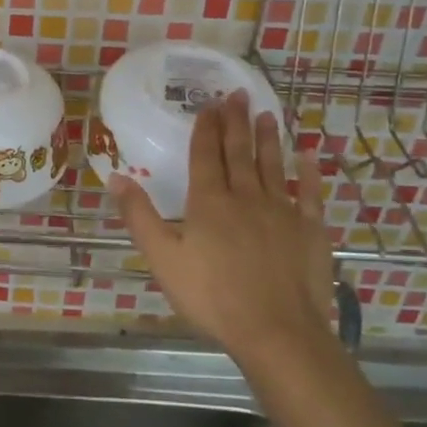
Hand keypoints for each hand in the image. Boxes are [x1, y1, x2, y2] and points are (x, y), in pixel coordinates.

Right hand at [110, 89, 337, 361]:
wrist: (276, 332)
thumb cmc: (212, 296)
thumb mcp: (162, 258)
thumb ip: (139, 216)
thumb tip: (116, 177)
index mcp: (209, 201)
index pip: (206, 154)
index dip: (206, 128)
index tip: (210, 104)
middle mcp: (246, 196)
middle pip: (239, 152)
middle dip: (236, 122)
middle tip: (238, 94)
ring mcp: (282, 211)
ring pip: (273, 165)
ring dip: (268, 139)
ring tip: (266, 115)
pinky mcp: (310, 230)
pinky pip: (309, 193)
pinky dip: (308, 173)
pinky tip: (308, 156)